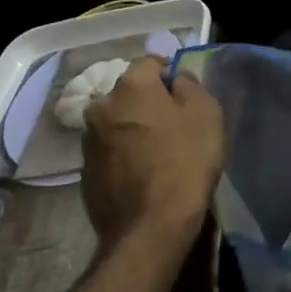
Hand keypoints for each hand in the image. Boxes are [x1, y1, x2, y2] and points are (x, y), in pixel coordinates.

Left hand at [82, 57, 224, 255]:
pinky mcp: (84, 175)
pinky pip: (109, 153)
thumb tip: (176, 80)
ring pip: (116, 124)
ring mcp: (88, 142)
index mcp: (130, 85)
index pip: (150, 63)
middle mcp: (102, 106)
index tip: (185, 95)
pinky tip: (142, 175)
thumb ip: (189, 86)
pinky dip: (123, 156)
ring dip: (132, 130)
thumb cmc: (184, 160)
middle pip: (129, 94)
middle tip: (173, 124)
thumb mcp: (205, 113)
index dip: (169, 75)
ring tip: (156, 152)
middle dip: (148, 103)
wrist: (150, 227)